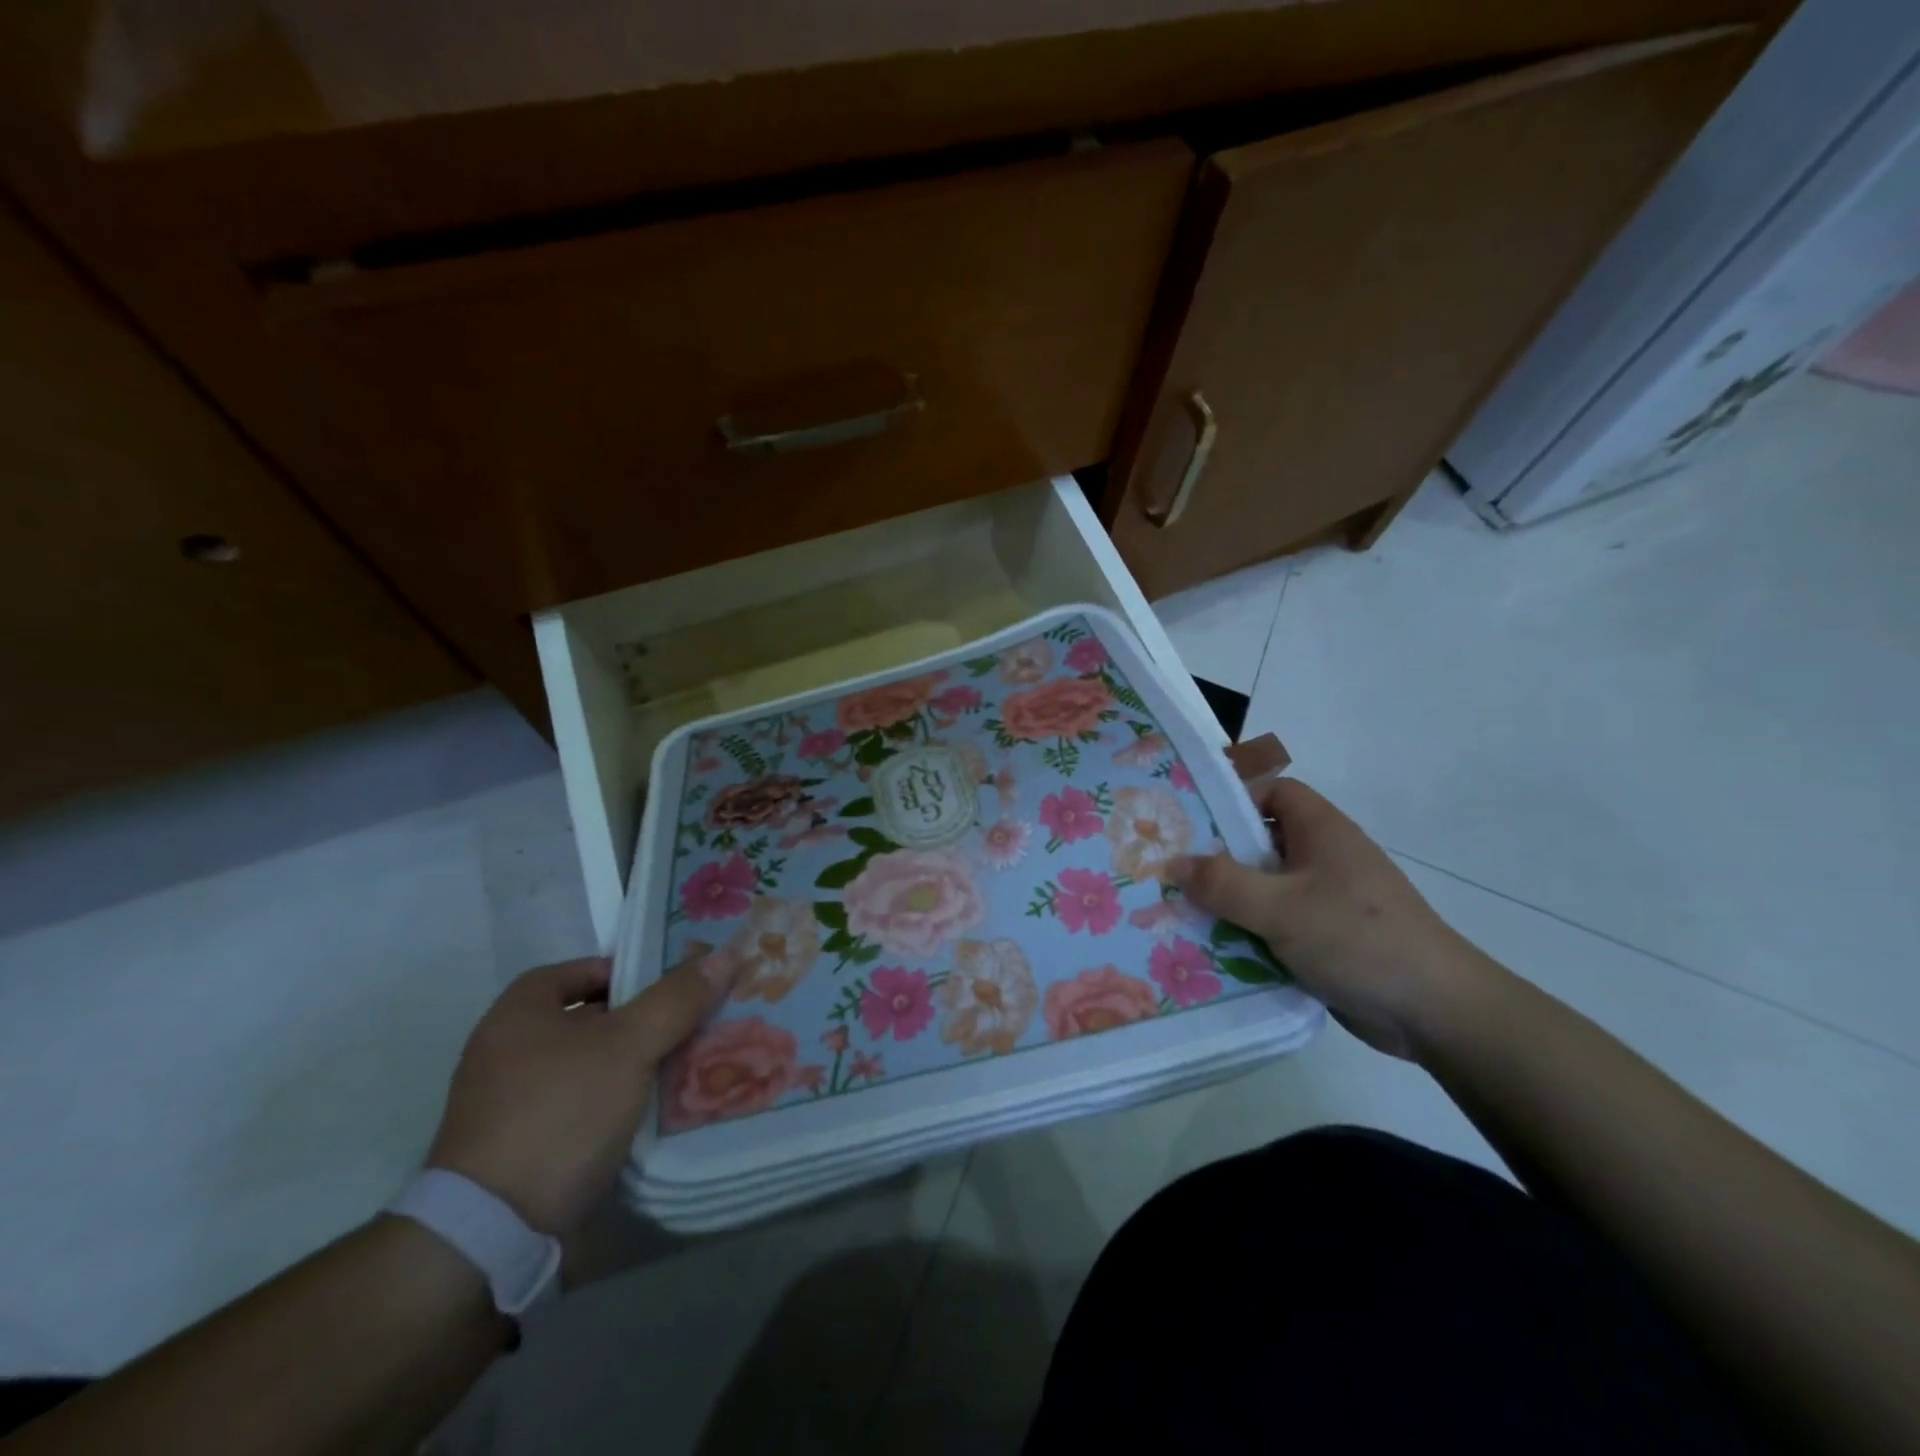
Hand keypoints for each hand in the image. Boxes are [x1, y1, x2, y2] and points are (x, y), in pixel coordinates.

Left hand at [426, 954, 730, 1234]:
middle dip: (642, 1019)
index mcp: (519, 1013)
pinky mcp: (523, 1147)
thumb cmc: (560, 1113)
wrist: (493, 1233)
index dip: (627, 970)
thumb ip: (676, 999)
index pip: (581, 970)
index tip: (672, 984)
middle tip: (692, 1020)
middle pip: (590, 1018)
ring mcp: (511, 1103)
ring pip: (591, 1065)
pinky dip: (617, 1102)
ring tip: (687, 1063)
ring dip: (634, 1064)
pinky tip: (656, 1109)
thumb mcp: (629, 1046)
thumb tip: (724, 954)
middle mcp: (507, 1051)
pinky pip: (582, 1105)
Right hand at [1167, 778, 1491, 1059]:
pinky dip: (1247, 930)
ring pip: (1264, 886)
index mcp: (1321, 831)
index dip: (1234, 799)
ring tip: (1180, 909)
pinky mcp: (1325, 937)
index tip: (1192, 821)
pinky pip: (1274, 922)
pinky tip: (1213, 946)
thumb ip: (1224, 884)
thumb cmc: (1357, 939)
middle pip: (1261, 841)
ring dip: (1228, 899)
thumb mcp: (1281, 907)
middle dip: (1217, 855)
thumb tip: (1173, 863)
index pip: (1273, 792)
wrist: (1434, 1011)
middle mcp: (1323, 858)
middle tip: (1170, 868)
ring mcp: (1325, 899)